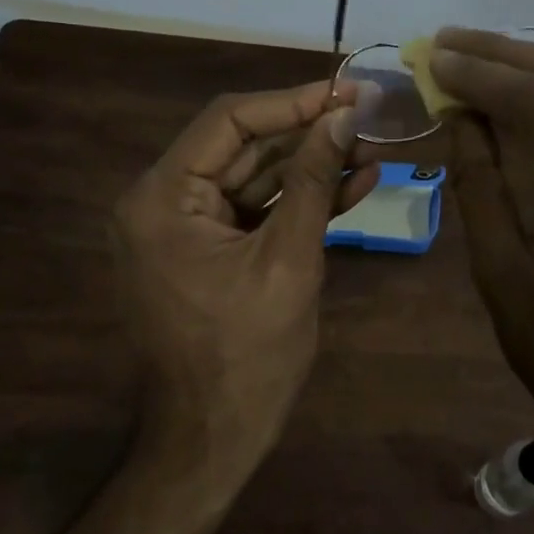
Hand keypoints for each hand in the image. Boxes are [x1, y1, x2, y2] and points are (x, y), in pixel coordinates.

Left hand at [112, 80, 380, 464]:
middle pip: (242, 145)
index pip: (230, 120)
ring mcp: (184, 226)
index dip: (293, 102)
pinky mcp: (208, 249)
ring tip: (371, 149)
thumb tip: (343, 115)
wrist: (212, 441)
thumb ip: (315, 181)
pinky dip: (298, 200)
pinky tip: (353, 183)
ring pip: (254, 176)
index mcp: (163, 197)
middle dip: (308, 133)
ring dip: (311, 165)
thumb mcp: (289, 260)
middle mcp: (162, 201)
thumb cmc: (247, 356)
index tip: (348, 92)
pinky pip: (254, 210)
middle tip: (368, 117)